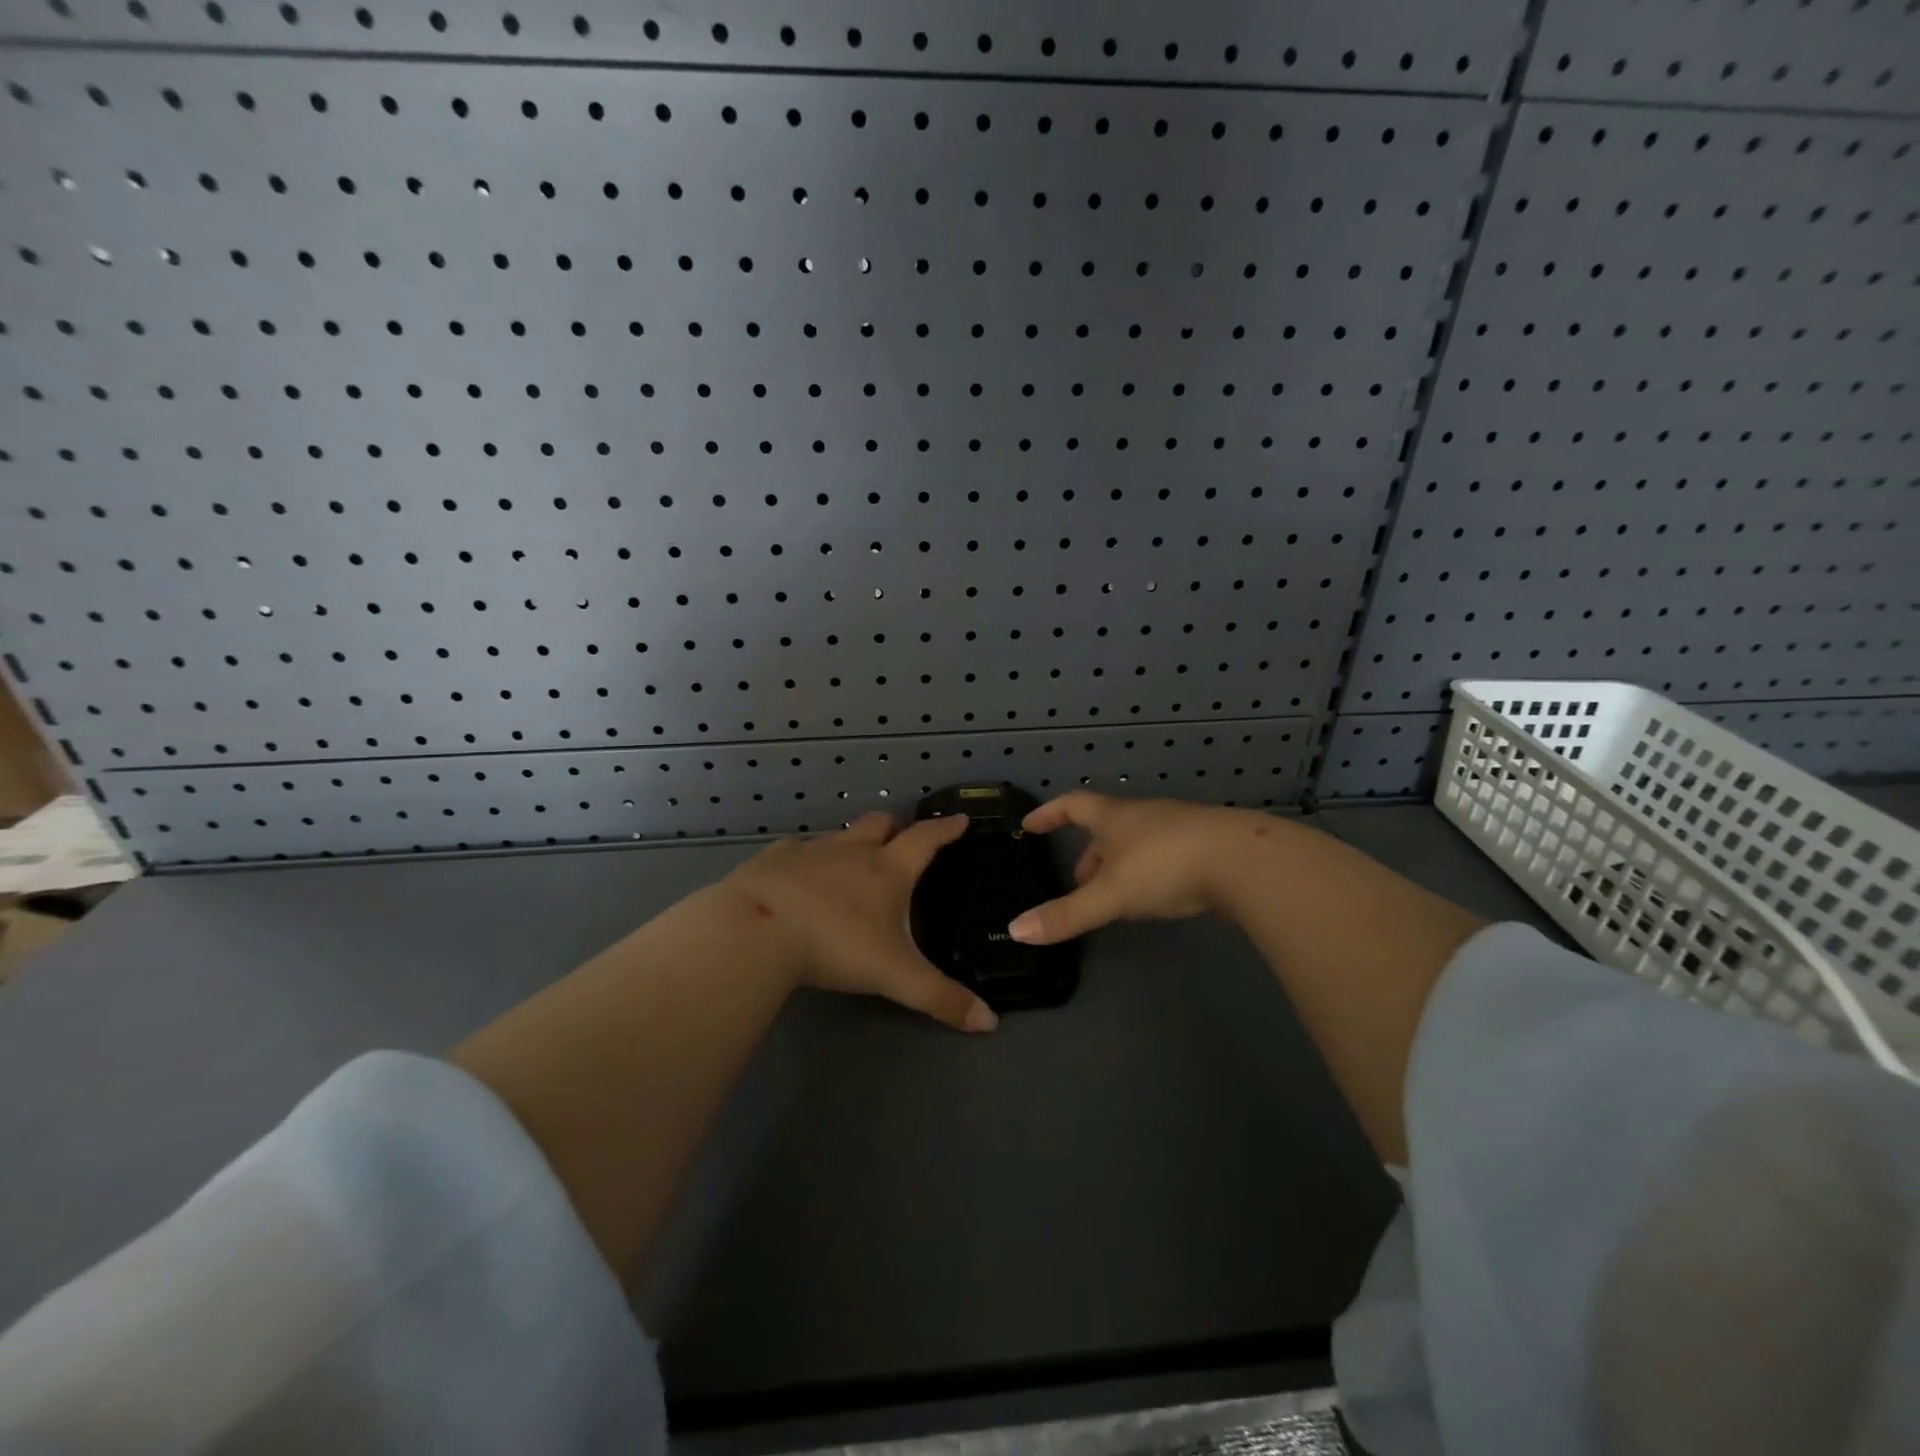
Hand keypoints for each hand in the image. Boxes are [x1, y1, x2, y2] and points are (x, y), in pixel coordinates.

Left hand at [722, 812, 997, 1032]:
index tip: (959, 820)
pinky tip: (800, 872)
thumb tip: (990, 1023)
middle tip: (902, 839)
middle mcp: (853, 851)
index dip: (946, 829)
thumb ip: (941, 998)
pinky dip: (808, 855)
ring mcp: (811, 850)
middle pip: (881, 824)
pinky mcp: (774, 858)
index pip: (926, 840)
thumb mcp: (894, 976)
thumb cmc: (834, 945)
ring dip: (853, 841)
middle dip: (896, 827)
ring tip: (853, 860)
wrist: (756, 929)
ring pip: (841, 834)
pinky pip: (798, 847)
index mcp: (888, 870)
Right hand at [1007, 792, 1270, 944]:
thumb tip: (1016, 930)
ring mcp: (1178, 828)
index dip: (1049, 814)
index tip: (1030, 824)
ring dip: (1119, 865)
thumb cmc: (1165, 866)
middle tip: (1076, 883)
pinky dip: (1149, 872)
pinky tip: (1156, 896)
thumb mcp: (1110, 894)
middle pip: (1106, 827)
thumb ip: (1066, 914)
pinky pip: (1165, 854)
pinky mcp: (1206, 847)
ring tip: (1113, 896)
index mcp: (1115, 817)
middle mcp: (1144, 816)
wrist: (1243, 861)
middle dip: (1088, 853)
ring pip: (1137, 842)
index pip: (1072, 806)